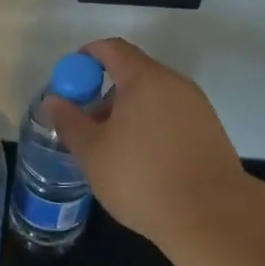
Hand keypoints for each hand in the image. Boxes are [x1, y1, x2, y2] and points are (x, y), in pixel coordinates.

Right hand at [43, 38, 247, 248]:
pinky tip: (142, 161)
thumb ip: (69, 121)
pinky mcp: (209, 131)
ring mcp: (197, 107)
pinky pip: (171, 116)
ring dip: (128, 112)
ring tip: (112, 149)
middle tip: (86, 124)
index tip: (69, 81)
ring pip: (154, 97)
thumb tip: (53, 100)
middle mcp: (174, 84)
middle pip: (134, 72)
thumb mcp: (93, 152)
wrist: (211, 217)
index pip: (112, 49)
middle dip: (105, 92)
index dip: (86, 57)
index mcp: (145, 80)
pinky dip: (150, 126)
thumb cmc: (142, 178)